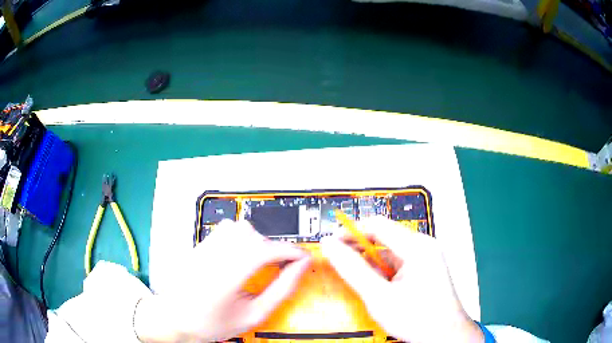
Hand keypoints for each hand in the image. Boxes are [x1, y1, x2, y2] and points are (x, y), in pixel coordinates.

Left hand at [134, 220, 310, 341]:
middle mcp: (214, 254)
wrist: (176, 317)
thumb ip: (280, 290)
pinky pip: (228, 230)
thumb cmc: (211, 322)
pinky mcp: (200, 244)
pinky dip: (243, 240)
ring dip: (259, 243)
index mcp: (226, 275)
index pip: (267, 250)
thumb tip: (299, 268)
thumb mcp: (252, 315)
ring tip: (261, 263)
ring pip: (242, 228)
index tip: (304, 258)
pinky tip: (242, 258)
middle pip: (255, 236)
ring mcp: (204, 246)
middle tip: (282, 267)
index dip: (292, 252)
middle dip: (275, 250)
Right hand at [321, 217, 482, 342]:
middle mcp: (424, 247)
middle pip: (384, 237)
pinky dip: (382, 271)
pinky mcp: (424, 269)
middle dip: (359, 248)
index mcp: (418, 247)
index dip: (351, 231)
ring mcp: (426, 258)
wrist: (444, 336)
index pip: (377, 225)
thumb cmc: (420, 319)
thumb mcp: (379, 297)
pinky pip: (397, 263)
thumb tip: (332, 247)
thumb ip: (353, 270)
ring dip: (370, 262)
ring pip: (389, 252)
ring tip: (356, 277)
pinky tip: (375, 285)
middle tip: (338, 260)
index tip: (332, 242)